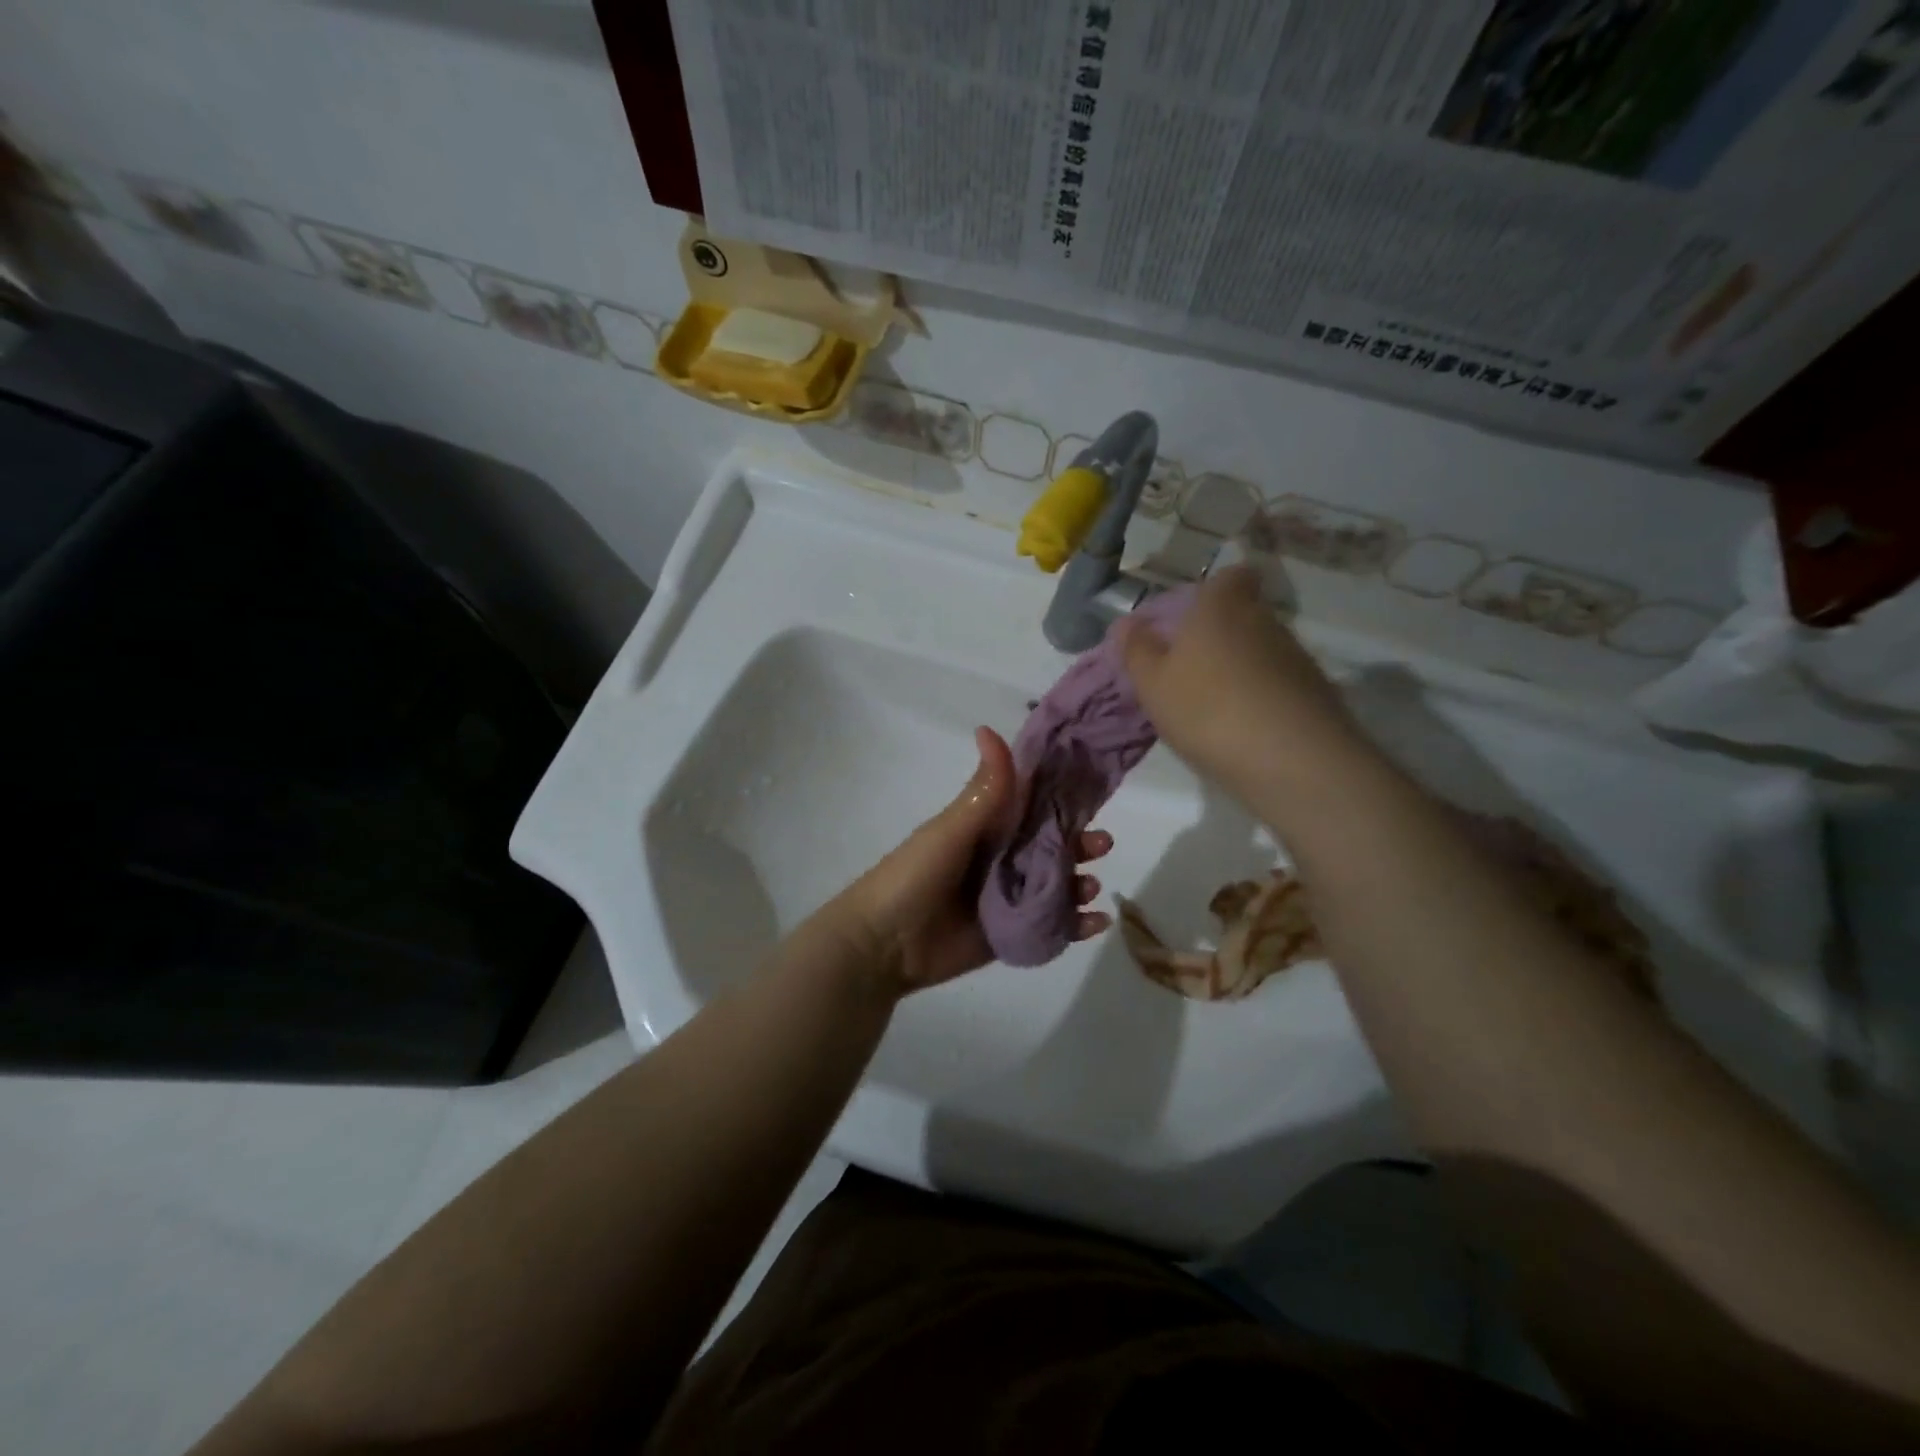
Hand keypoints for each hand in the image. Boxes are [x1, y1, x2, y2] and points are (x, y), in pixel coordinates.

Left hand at [833, 727, 1112, 995]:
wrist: (883, 944)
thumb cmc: (914, 875)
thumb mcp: (951, 828)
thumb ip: (983, 789)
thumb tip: (989, 728)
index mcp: (986, 828)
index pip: (1033, 807)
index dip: (1063, 800)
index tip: (1094, 793)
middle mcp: (1001, 859)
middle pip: (1052, 847)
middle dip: (1081, 844)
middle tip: (1101, 845)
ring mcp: (1008, 899)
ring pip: (1057, 886)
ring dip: (1081, 883)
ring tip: (1089, 887)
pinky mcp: (1012, 935)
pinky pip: (1052, 927)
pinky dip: (1077, 925)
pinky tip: (1096, 923)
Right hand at [1115, 566, 1366, 810]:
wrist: (1291, 760)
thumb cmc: (1207, 709)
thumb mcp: (1153, 684)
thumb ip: (1138, 650)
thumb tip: (1127, 622)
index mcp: (1221, 607)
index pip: (1231, 575)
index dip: (1215, 589)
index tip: (1195, 614)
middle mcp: (1264, 620)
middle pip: (1245, 613)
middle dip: (1222, 633)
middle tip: (1193, 667)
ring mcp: (1296, 655)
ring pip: (1263, 649)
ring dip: (1242, 668)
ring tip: (1217, 704)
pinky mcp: (1317, 691)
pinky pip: (1280, 682)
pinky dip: (1263, 695)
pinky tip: (1246, 727)